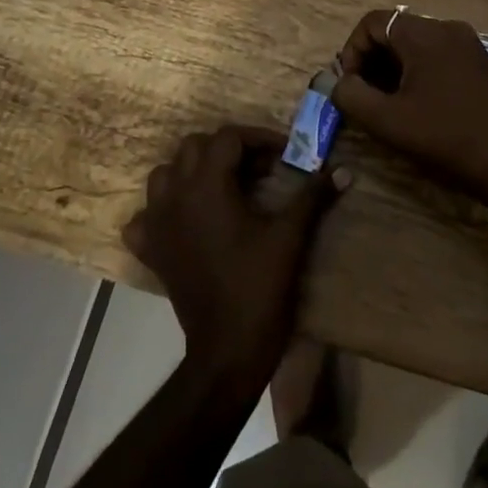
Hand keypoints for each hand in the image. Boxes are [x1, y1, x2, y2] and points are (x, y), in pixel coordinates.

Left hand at [123, 126, 346, 399]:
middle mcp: (175, 197)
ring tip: (223, 187)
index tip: (284, 155)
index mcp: (208, 187)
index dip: (258, 139)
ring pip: (165, 174)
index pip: (228, 137)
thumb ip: (313, 196)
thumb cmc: (260, 286)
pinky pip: (145, 217)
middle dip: (227, 149)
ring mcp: (157, 224)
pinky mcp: (151, 251)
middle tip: (259, 169)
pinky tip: (185, 220)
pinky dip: (161, 210)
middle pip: (194, 147)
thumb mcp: (291, 236)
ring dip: (192, 171)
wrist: (228, 349)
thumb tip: (342, 170)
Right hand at [330, 9, 487, 203]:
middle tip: (364, 95)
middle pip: (393, 30)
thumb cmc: (443, 136)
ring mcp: (466, 42)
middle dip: (371, 60)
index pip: (372, 23)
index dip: (352, 51)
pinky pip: (435, 52)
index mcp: (423, 33)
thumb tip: (337, 82)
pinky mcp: (477, 59)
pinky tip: (415, 101)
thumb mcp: (387, 121)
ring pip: (414, 42)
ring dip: (392, 66)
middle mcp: (445, 27)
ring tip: (387, 101)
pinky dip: (416, 69)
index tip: (350, 85)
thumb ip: (351, 96)